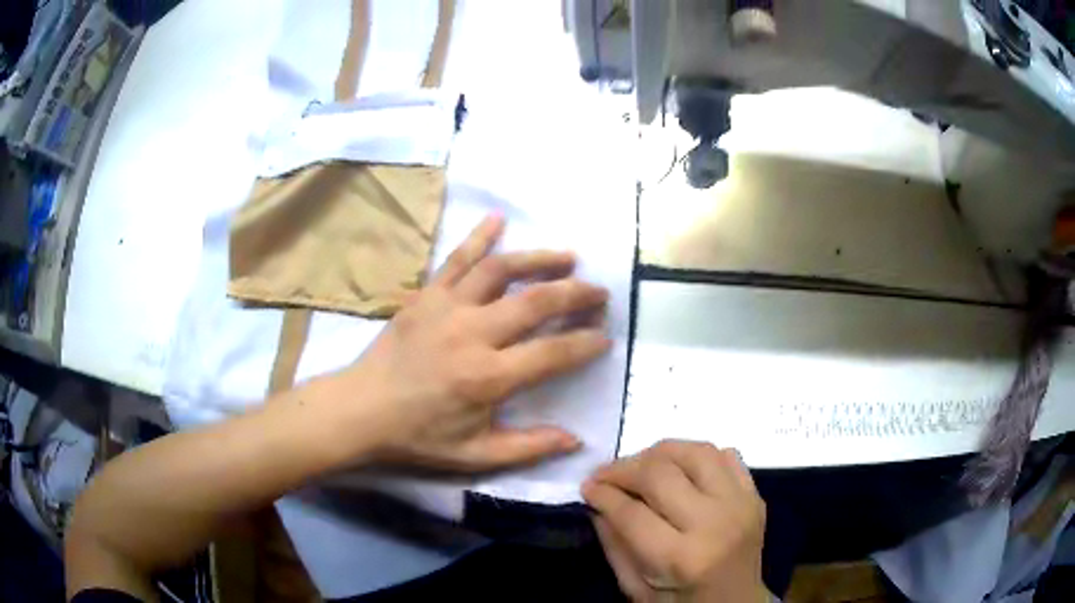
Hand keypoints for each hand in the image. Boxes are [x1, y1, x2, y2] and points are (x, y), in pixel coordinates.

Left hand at [344, 214, 610, 471]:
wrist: (360, 410)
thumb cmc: (418, 436)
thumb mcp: (475, 455)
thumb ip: (528, 447)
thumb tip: (575, 439)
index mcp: (488, 377)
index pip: (553, 353)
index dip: (585, 343)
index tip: (605, 337)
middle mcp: (472, 333)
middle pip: (536, 302)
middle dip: (576, 294)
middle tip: (600, 292)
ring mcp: (446, 307)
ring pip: (501, 270)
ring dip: (539, 259)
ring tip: (569, 257)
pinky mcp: (426, 295)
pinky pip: (456, 259)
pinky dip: (479, 236)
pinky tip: (498, 219)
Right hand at [583, 440, 766, 601]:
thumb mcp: (638, 590)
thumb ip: (616, 547)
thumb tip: (597, 504)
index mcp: (685, 558)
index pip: (633, 513)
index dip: (603, 495)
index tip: (587, 487)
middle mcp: (716, 523)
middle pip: (661, 474)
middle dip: (623, 469)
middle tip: (604, 475)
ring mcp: (741, 504)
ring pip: (696, 452)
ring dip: (659, 453)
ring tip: (640, 465)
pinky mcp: (755, 495)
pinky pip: (727, 455)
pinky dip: (698, 455)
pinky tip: (680, 469)